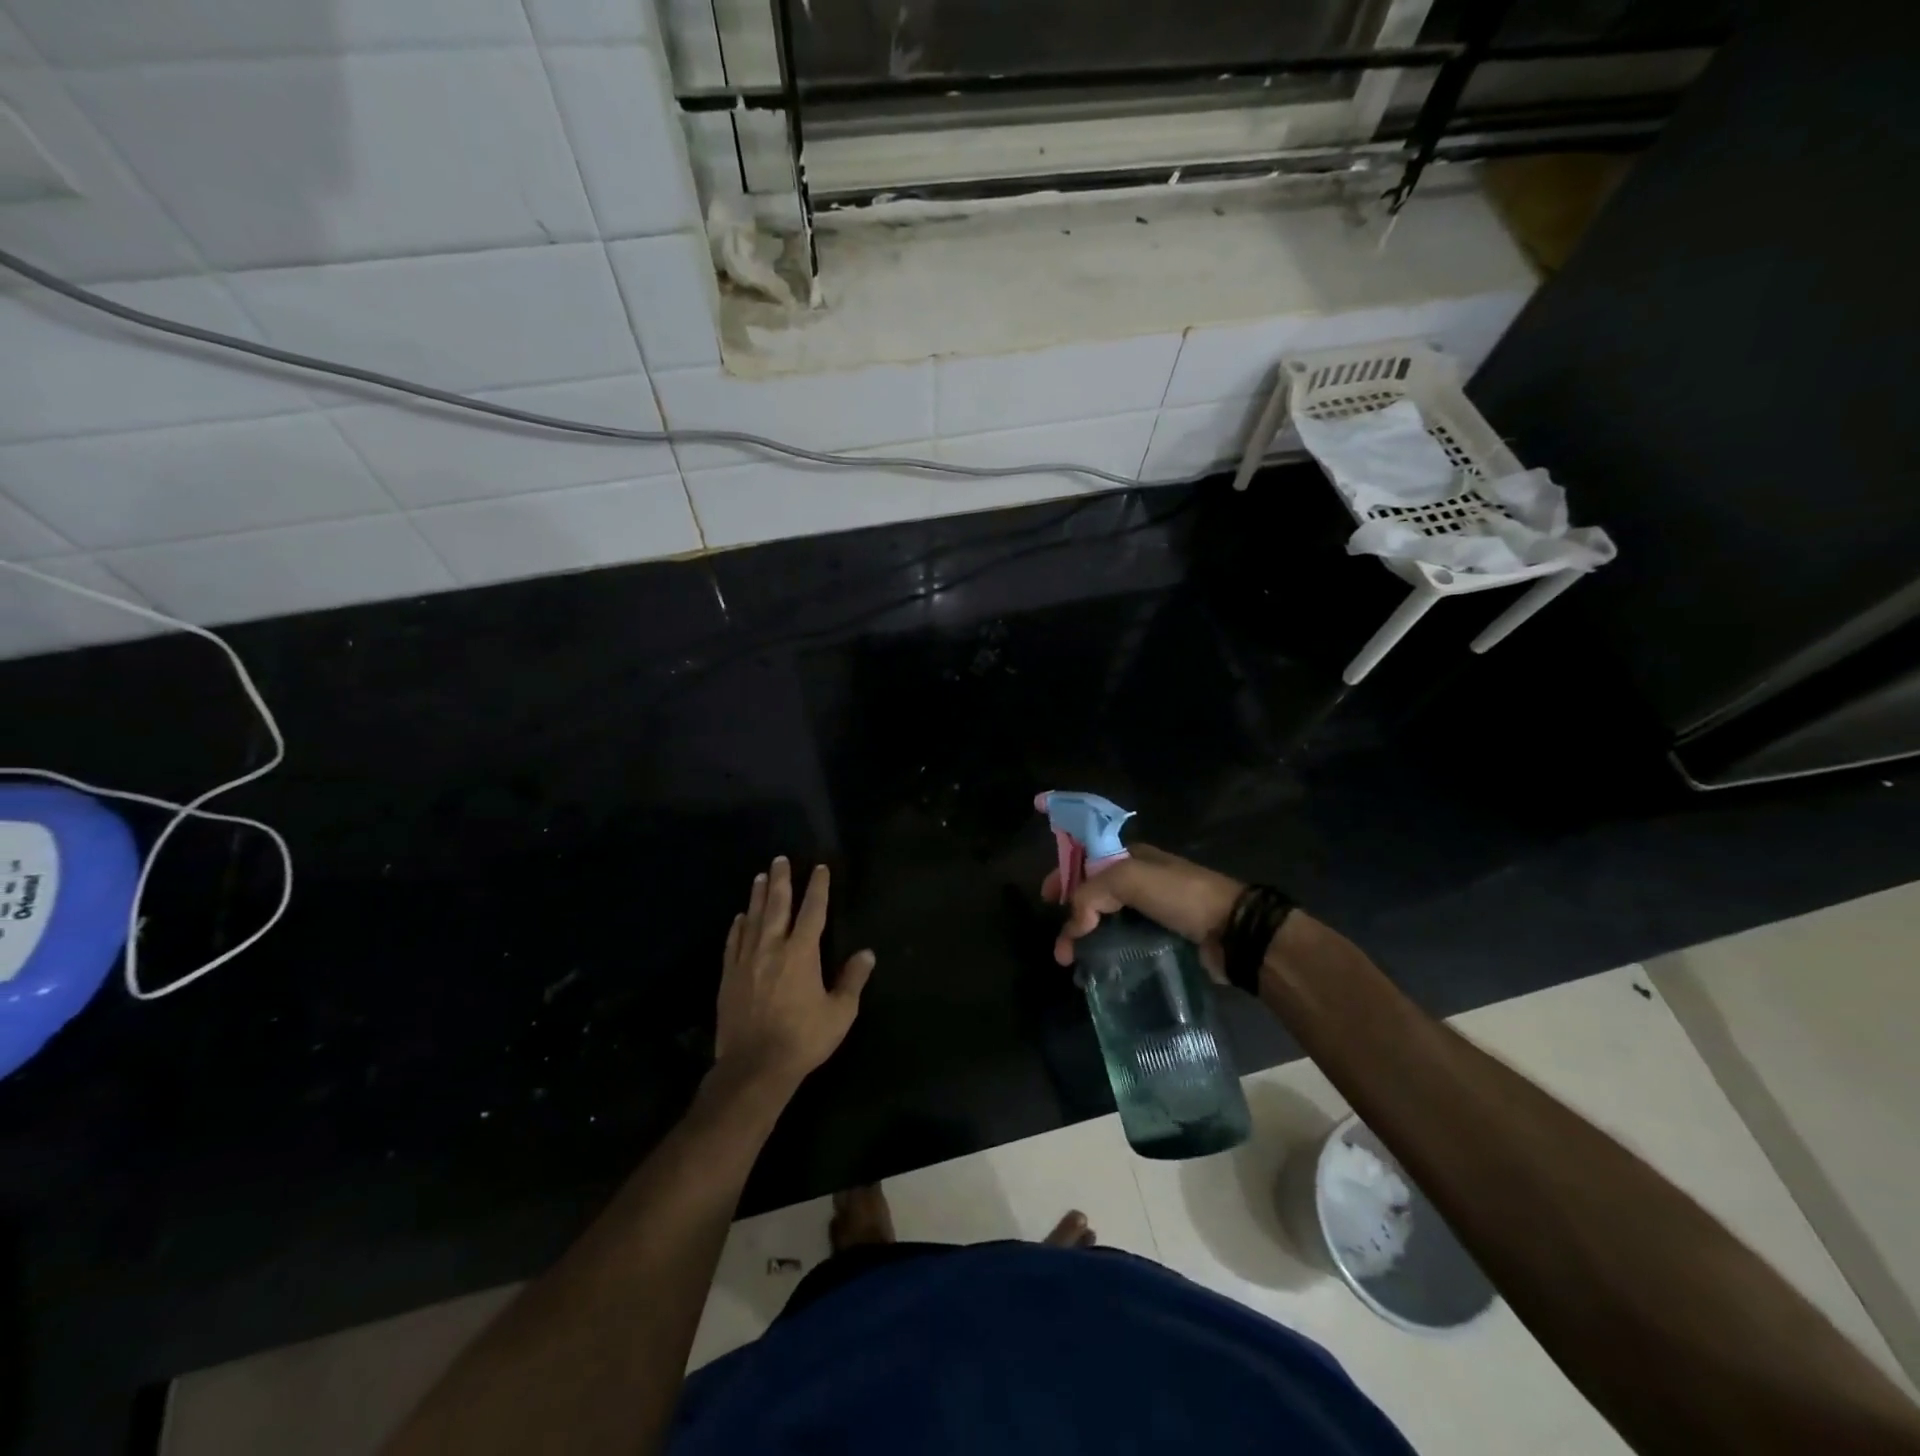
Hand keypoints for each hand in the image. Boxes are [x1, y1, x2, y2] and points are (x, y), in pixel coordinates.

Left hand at [714, 856, 875, 1093]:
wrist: (754, 1067)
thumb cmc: (803, 1039)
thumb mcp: (839, 1013)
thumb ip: (852, 980)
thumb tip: (867, 953)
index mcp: (802, 953)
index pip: (813, 911)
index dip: (818, 887)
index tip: (820, 868)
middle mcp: (772, 948)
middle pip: (777, 905)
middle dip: (780, 880)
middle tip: (780, 859)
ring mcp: (746, 961)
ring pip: (752, 919)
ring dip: (757, 896)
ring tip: (760, 876)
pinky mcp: (728, 977)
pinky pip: (733, 943)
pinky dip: (737, 927)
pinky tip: (739, 917)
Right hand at [1042, 843, 1244, 978]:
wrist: (1233, 930)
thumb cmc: (1180, 895)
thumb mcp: (1129, 878)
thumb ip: (1091, 894)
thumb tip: (1073, 928)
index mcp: (1131, 857)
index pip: (1086, 861)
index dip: (1063, 875)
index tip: (1045, 898)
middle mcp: (1139, 882)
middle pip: (1093, 895)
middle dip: (1071, 916)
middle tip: (1061, 947)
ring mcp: (1151, 913)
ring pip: (1107, 923)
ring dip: (1086, 941)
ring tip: (1073, 965)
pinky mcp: (1161, 941)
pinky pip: (1124, 945)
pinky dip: (1107, 956)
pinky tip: (1096, 972)